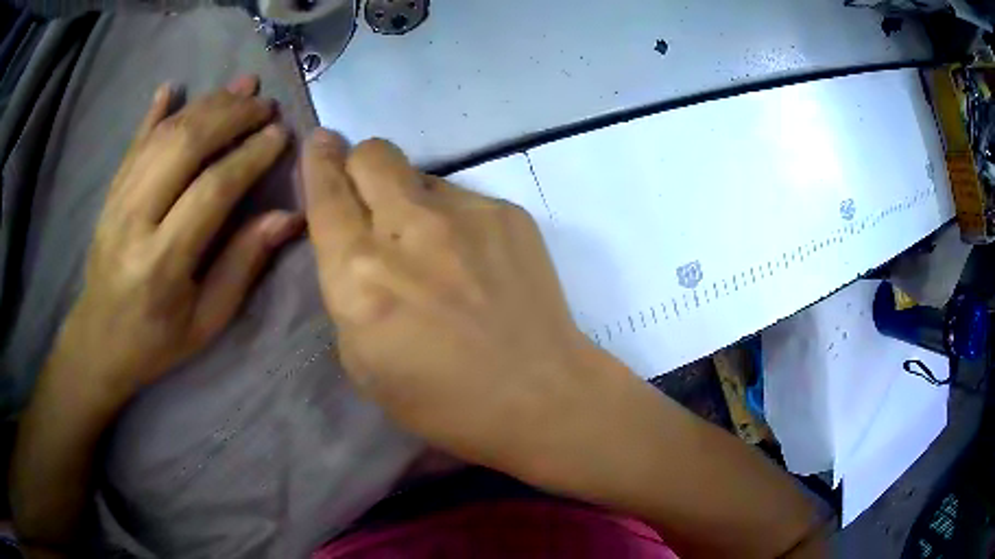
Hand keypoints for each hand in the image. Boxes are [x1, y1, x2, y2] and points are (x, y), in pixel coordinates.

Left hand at [60, 76, 301, 400]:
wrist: (99, 340)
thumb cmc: (156, 340)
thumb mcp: (207, 319)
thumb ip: (243, 265)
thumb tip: (288, 217)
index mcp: (162, 262)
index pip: (212, 190)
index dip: (250, 156)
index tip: (280, 134)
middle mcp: (135, 221)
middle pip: (185, 146)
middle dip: (230, 116)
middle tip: (265, 104)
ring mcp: (117, 200)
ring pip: (162, 135)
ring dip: (204, 104)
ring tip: (239, 89)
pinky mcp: (109, 192)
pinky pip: (134, 142)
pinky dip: (154, 112)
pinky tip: (172, 88)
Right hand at [302, 130, 611, 476]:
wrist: (539, 394)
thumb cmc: (442, 399)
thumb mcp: (362, 361)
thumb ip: (348, 290)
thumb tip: (356, 244)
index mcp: (361, 274)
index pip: (327, 193)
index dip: (317, 162)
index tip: (320, 141)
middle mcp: (408, 229)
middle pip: (373, 153)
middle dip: (358, 162)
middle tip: (366, 192)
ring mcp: (465, 213)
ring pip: (418, 173)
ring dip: (407, 197)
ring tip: (432, 248)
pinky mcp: (507, 213)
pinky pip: (461, 197)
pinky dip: (452, 219)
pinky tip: (473, 261)